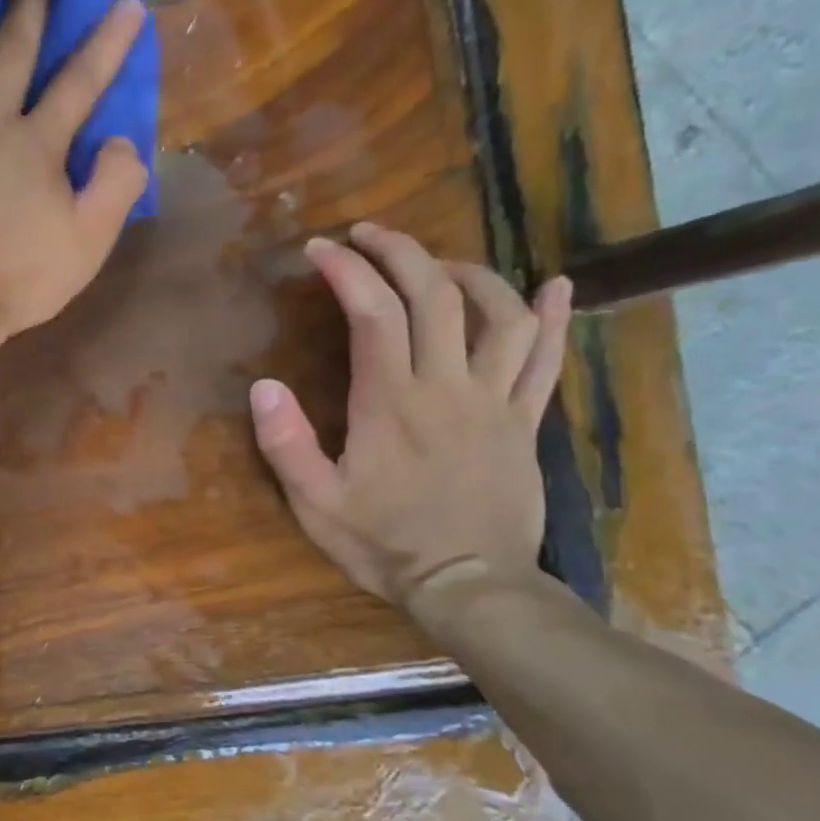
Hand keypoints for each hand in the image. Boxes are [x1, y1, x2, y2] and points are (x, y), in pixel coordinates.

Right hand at [249, 224, 572, 608]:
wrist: (471, 587)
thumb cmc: (385, 544)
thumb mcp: (316, 503)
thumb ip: (287, 444)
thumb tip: (263, 385)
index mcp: (392, 403)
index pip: (373, 314)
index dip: (347, 271)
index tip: (320, 249)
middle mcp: (447, 388)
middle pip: (435, 296)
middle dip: (400, 252)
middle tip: (368, 233)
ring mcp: (495, 401)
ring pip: (499, 314)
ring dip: (467, 274)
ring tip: (435, 262)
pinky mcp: (524, 421)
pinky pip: (546, 360)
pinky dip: (553, 317)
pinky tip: (556, 285)